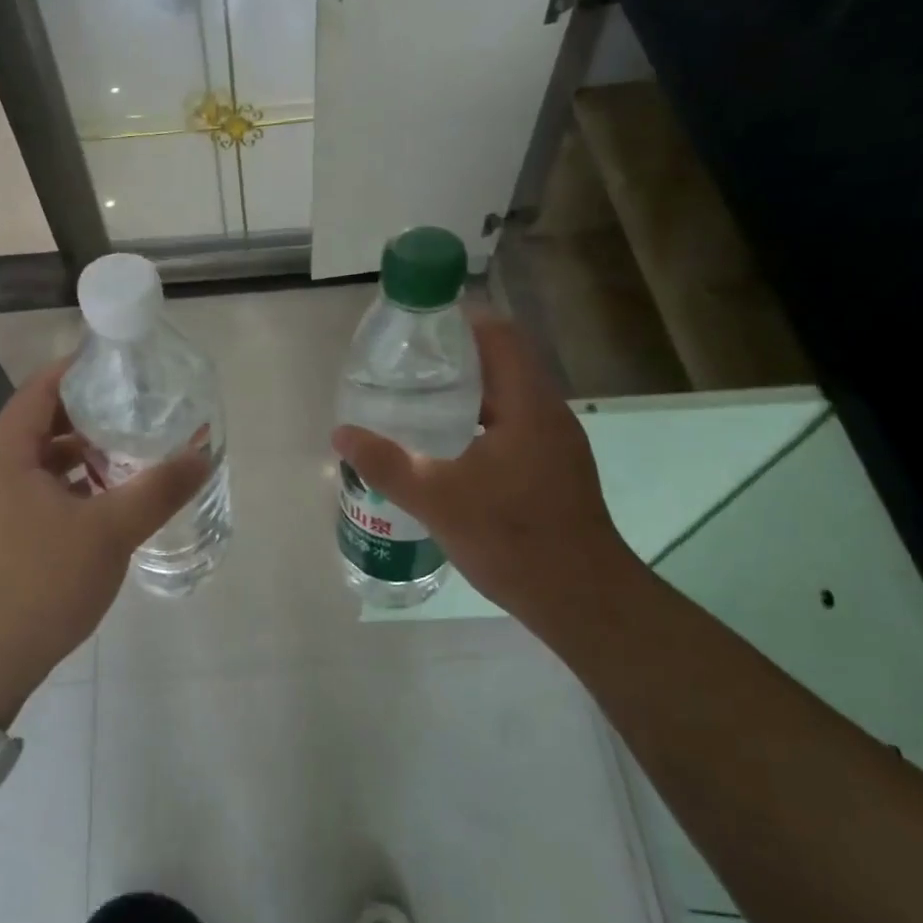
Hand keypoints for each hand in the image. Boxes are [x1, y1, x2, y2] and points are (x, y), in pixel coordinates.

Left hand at [0, 359, 210, 723]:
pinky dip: (68, 485)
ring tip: (127, 451)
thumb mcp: (110, 531)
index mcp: (4, 457)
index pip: (37, 391)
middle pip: (37, 424)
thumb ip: (158, 489)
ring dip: (78, 453)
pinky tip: (104, 500)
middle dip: (85, 414)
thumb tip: (203, 454)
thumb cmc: (44, 583)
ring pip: (37, 462)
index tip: (118, 365)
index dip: (75, 371)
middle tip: (134, 408)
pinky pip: (33, 491)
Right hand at [331, 314, 642, 635]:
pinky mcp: (554, 469)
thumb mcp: (437, 499)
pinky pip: (513, 425)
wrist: (581, 599)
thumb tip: (341, 433)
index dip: (459, 322)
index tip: (416, 331)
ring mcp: (556, 443)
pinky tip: (448, 449)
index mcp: (528, 404)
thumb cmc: (512, 538)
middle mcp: (548, 413)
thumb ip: (386, 463)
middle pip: (503, 363)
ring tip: (417, 403)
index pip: (499, 335)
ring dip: (467, 393)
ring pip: (508, 397)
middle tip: (405, 368)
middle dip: (455, 359)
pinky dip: (480, 422)